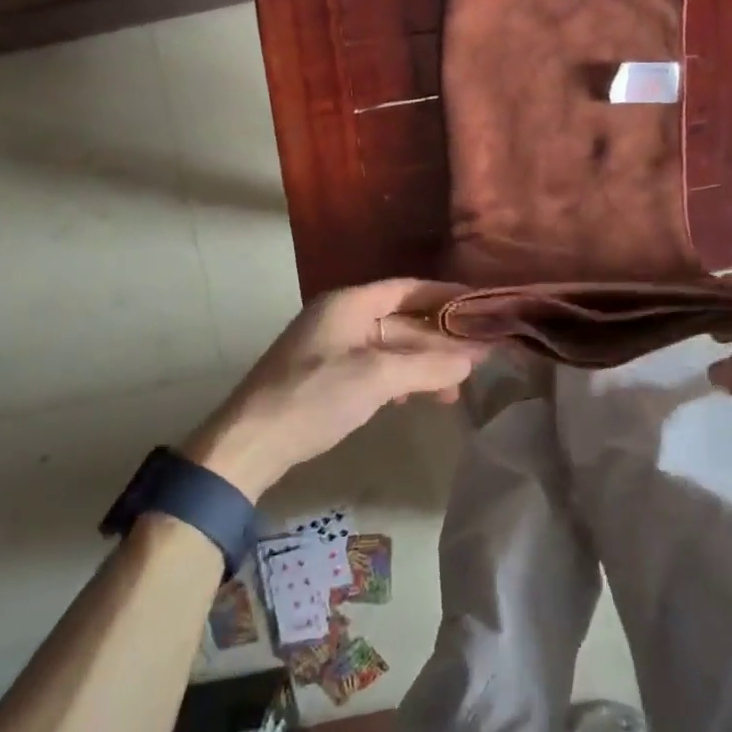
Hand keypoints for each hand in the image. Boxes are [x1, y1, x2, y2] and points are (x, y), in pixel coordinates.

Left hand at [181, 280, 487, 500]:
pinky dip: (401, 378)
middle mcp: (342, 317)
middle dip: (440, 339)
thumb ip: (428, 366)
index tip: (480, 305)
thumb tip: (472, 360)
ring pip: (391, 347)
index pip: (409, 288)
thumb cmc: (315, 396)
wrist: (250, 443)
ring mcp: (333, 347)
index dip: (446, 294)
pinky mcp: (328, 376)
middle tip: (479, 355)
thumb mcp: (378, 378)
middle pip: (403, 319)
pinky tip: (420, 396)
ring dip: (423, 363)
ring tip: (456, 387)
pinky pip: (376, 367)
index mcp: (350, 303)